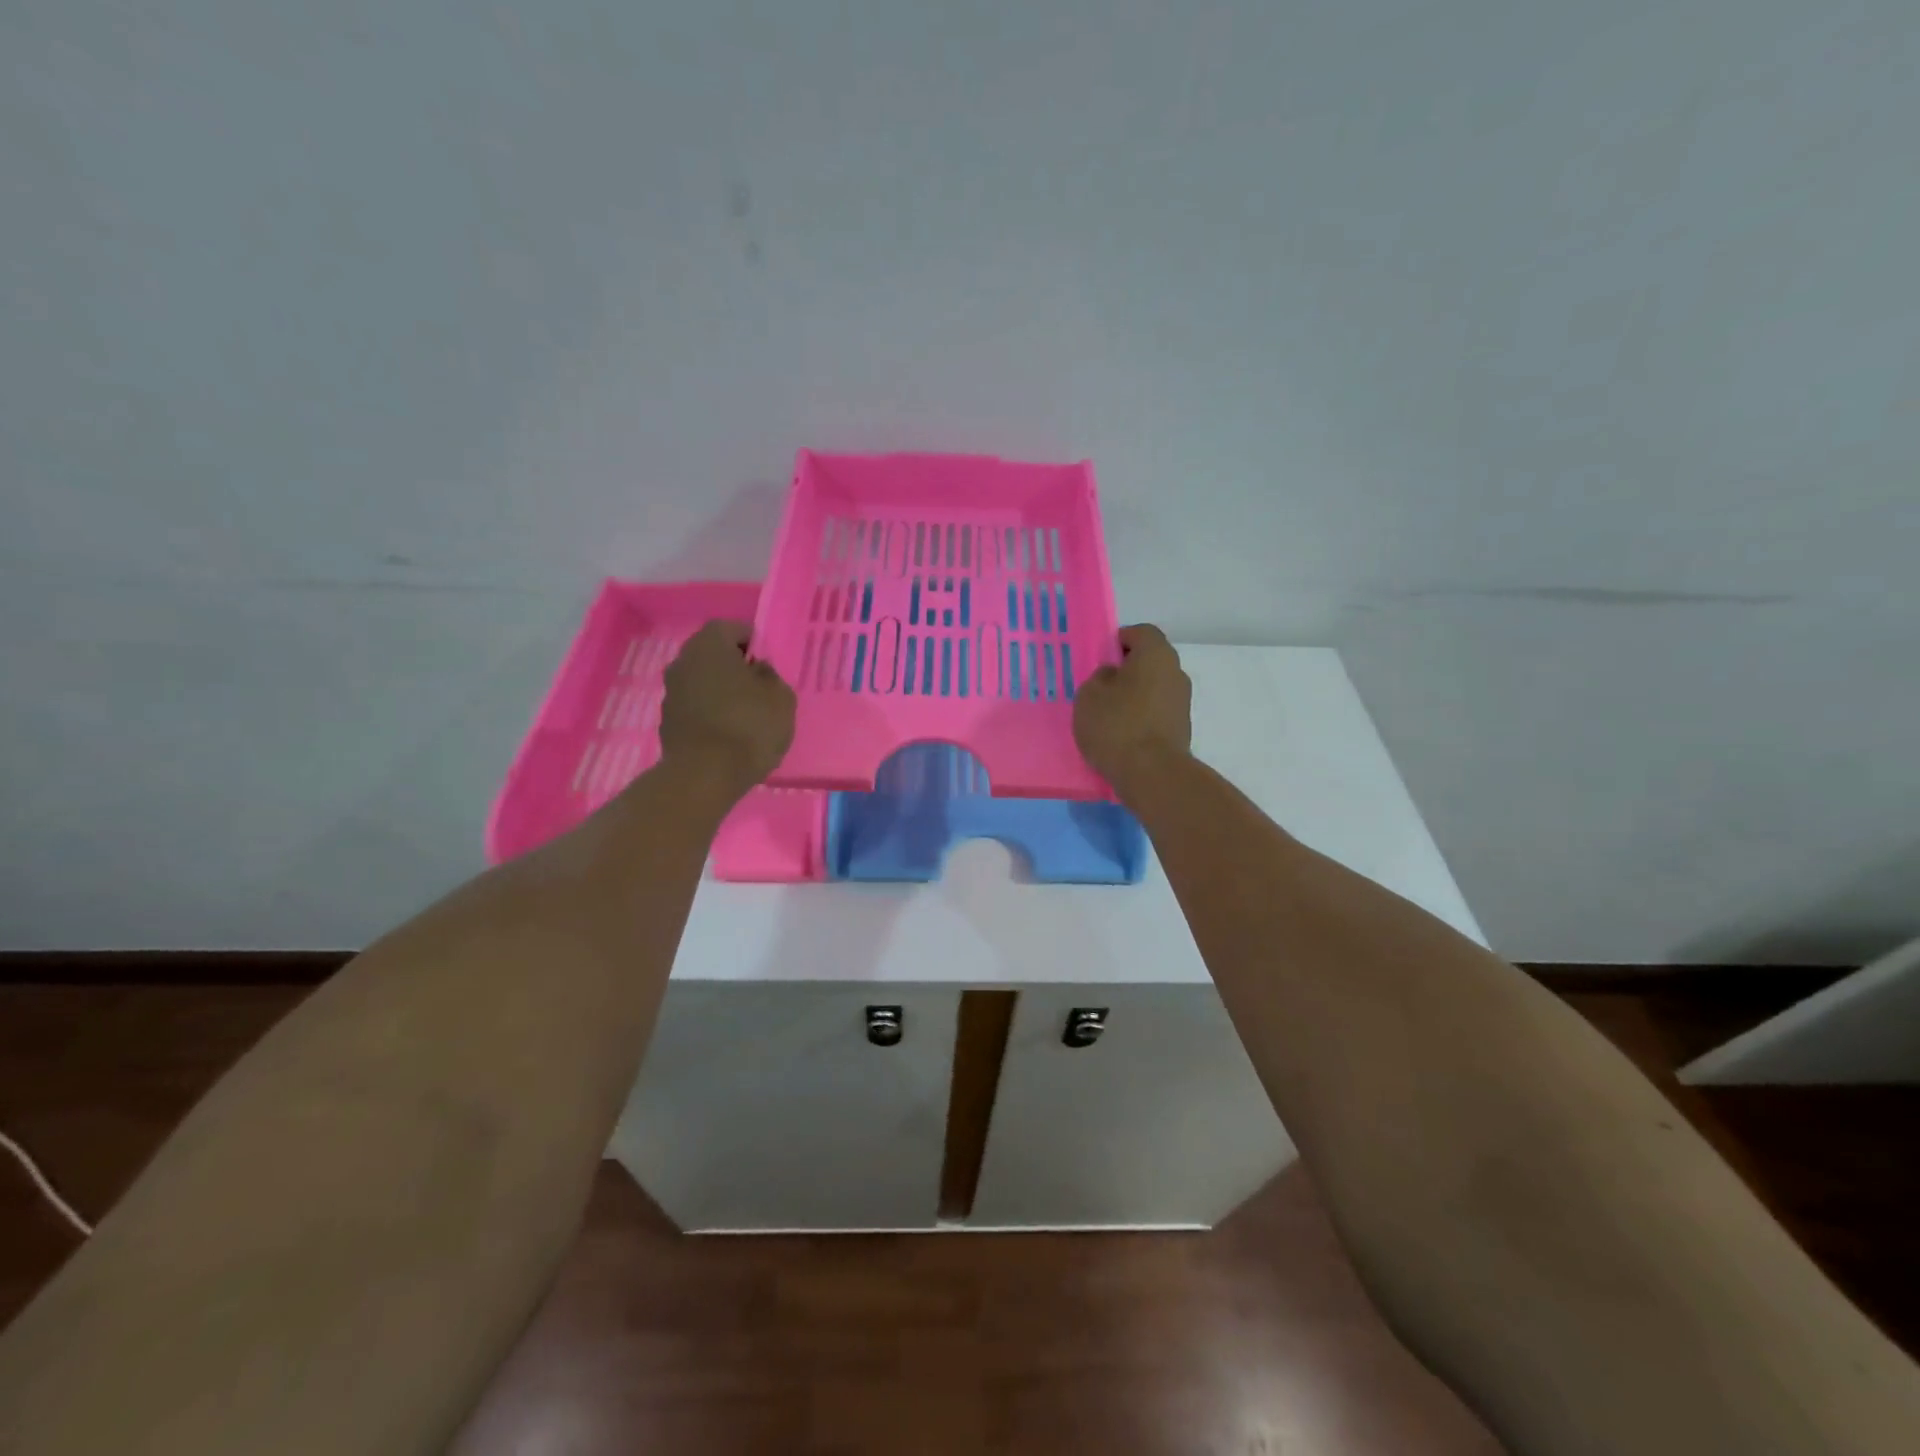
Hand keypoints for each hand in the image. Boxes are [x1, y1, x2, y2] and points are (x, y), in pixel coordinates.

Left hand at [660, 621, 795, 794]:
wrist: (704, 775)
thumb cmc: (749, 726)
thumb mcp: (781, 698)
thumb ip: (771, 677)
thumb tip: (758, 671)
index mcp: (709, 645)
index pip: (730, 628)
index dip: (751, 640)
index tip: (767, 659)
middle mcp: (683, 661)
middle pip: (711, 654)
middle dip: (733, 665)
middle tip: (758, 684)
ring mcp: (671, 692)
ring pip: (701, 680)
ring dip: (720, 689)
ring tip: (745, 712)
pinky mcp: (667, 721)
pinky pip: (694, 706)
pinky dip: (709, 712)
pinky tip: (728, 732)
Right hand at [1073, 624, 1191, 789]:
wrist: (1152, 774)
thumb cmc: (1116, 725)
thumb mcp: (1089, 695)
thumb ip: (1099, 678)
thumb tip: (1113, 676)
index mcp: (1156, 654)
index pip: (1141, 632)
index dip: (1120, 640)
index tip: (1101, 657)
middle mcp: (1176, 672)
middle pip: (1150, 661)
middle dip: (1127, 669)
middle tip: (1101, 686)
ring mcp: (1182, 702)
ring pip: (1154, 688)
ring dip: (1135, 695)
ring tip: (1109, 715)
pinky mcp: (1182, 728)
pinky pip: (1157, 712)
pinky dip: (1142, 716)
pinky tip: (1122, 734)